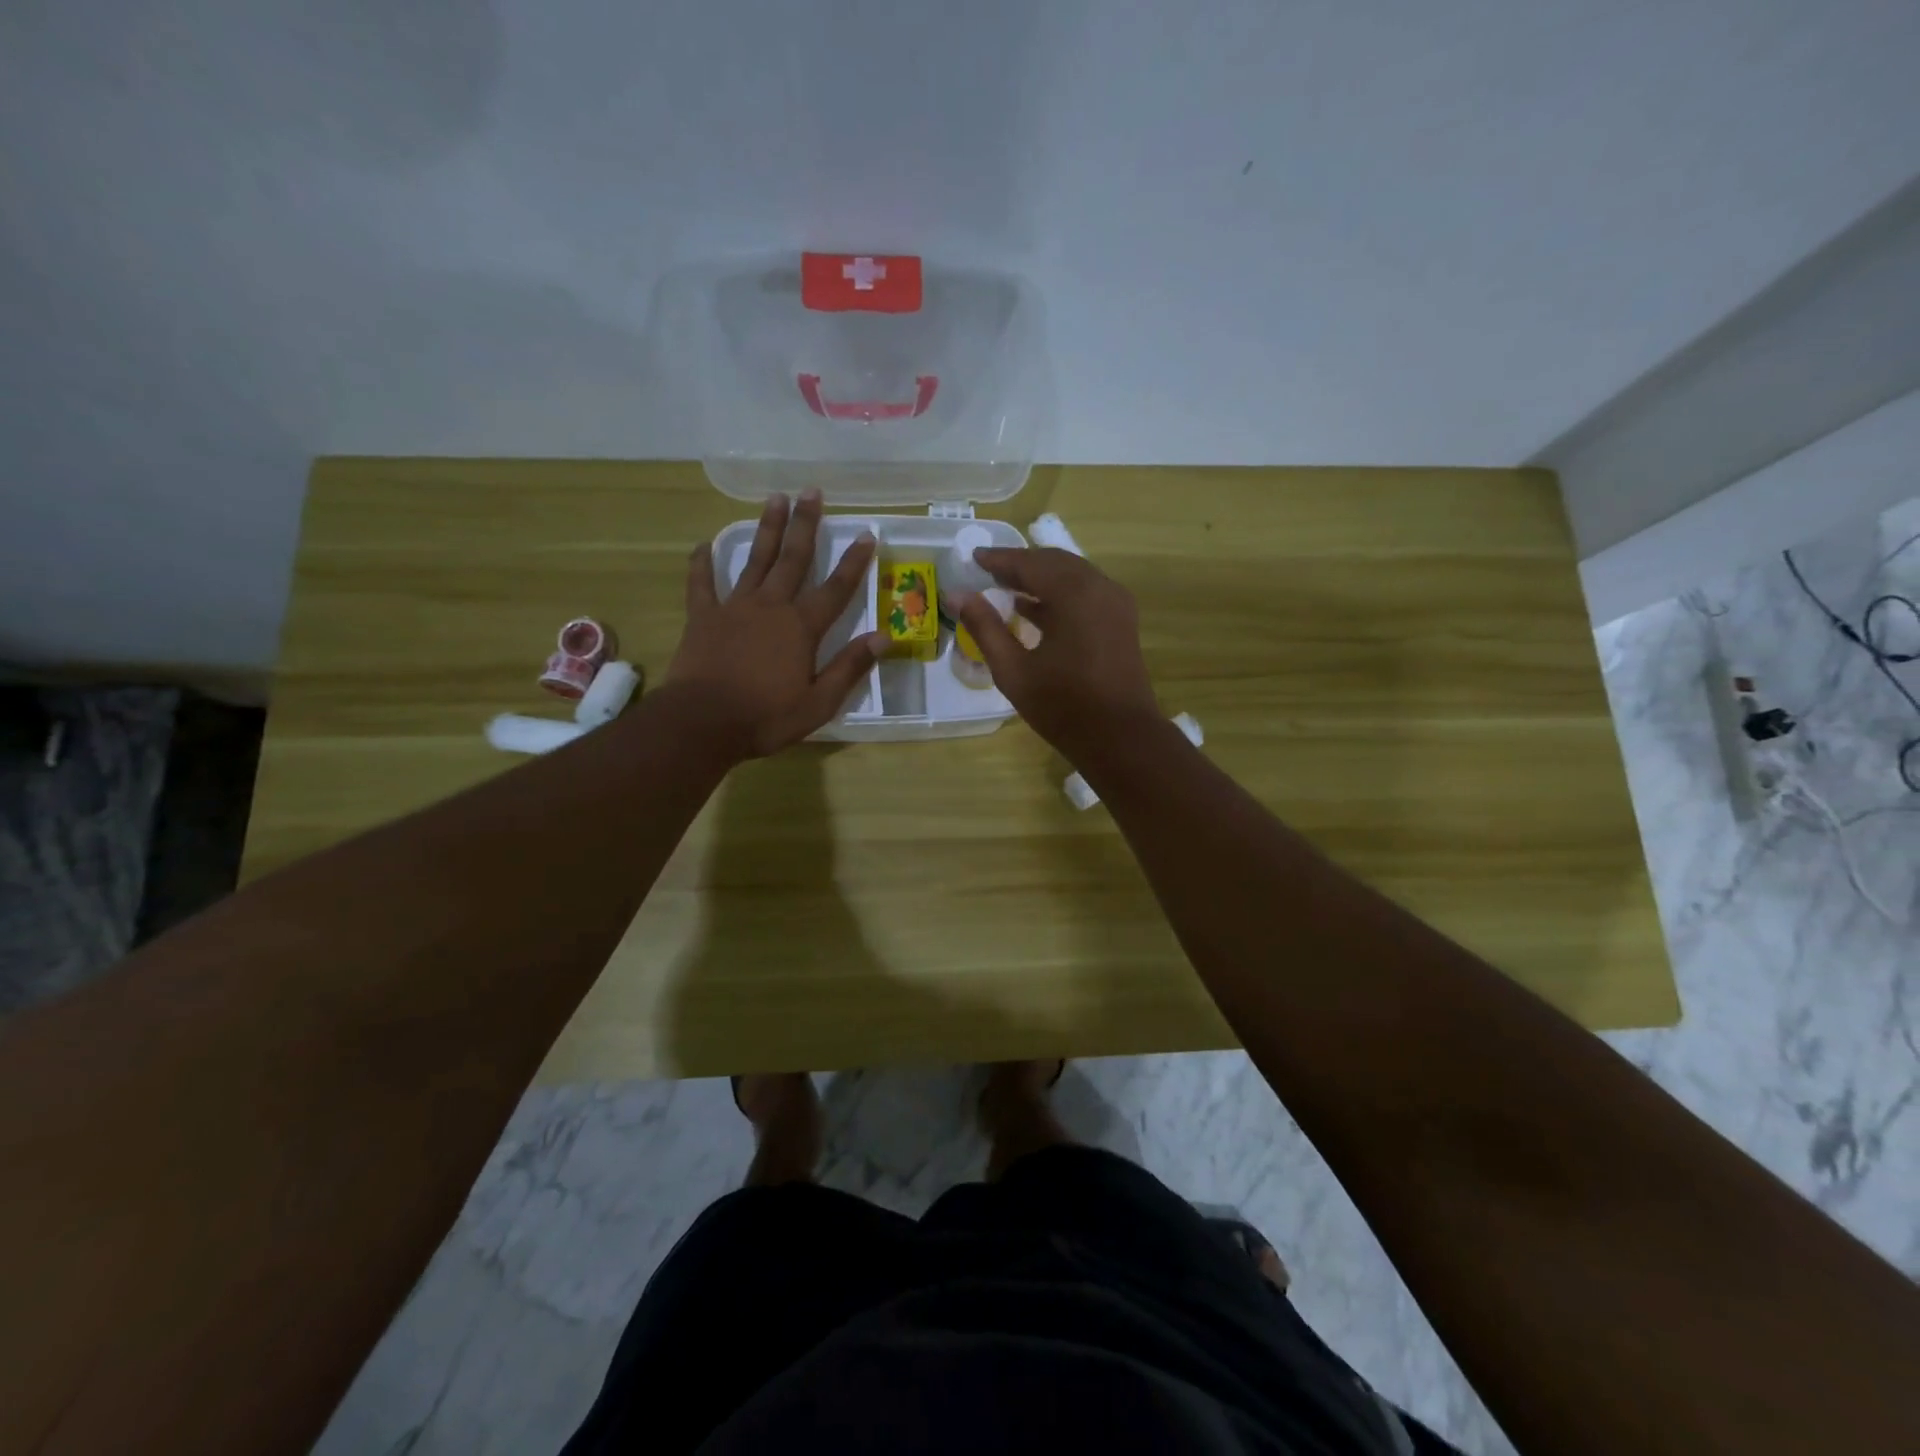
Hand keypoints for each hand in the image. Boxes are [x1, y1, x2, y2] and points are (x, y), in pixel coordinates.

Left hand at [667, 490, 881, 759]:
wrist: (702, 722)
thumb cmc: (766, 717)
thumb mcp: (819, 702)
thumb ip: (850, 667)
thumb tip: (884, 637)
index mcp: (801, 627)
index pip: (836, 589)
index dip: (853, 562)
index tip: (866, 534)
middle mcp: (771, 606)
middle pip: (793, 559)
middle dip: (806, 525)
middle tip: (812, 492)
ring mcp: (734, 607)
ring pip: (755, 560)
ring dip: (767, 529)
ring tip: (775, 498)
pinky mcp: (703, 617)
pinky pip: (702, 584)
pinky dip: (702, 563)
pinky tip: (703, 545)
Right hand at [953, 547, 1159, 758]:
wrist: (1120, 737)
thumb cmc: (1063, 706)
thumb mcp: (1013, 670)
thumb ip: (984, 627)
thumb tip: (956, 595)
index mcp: (1074, 594)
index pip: (1029, 563)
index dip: (999, 559)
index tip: (973, 557)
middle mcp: (1099, 587)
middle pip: (1054, 562)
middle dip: (1021, 564)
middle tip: (988, 571)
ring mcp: (1115, 603)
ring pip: (1072, 575)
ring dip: (1040, 577)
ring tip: (1006, 587)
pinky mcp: (1120, 621)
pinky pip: (1086, 592)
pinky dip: (1059, 593)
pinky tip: (1034, 609)